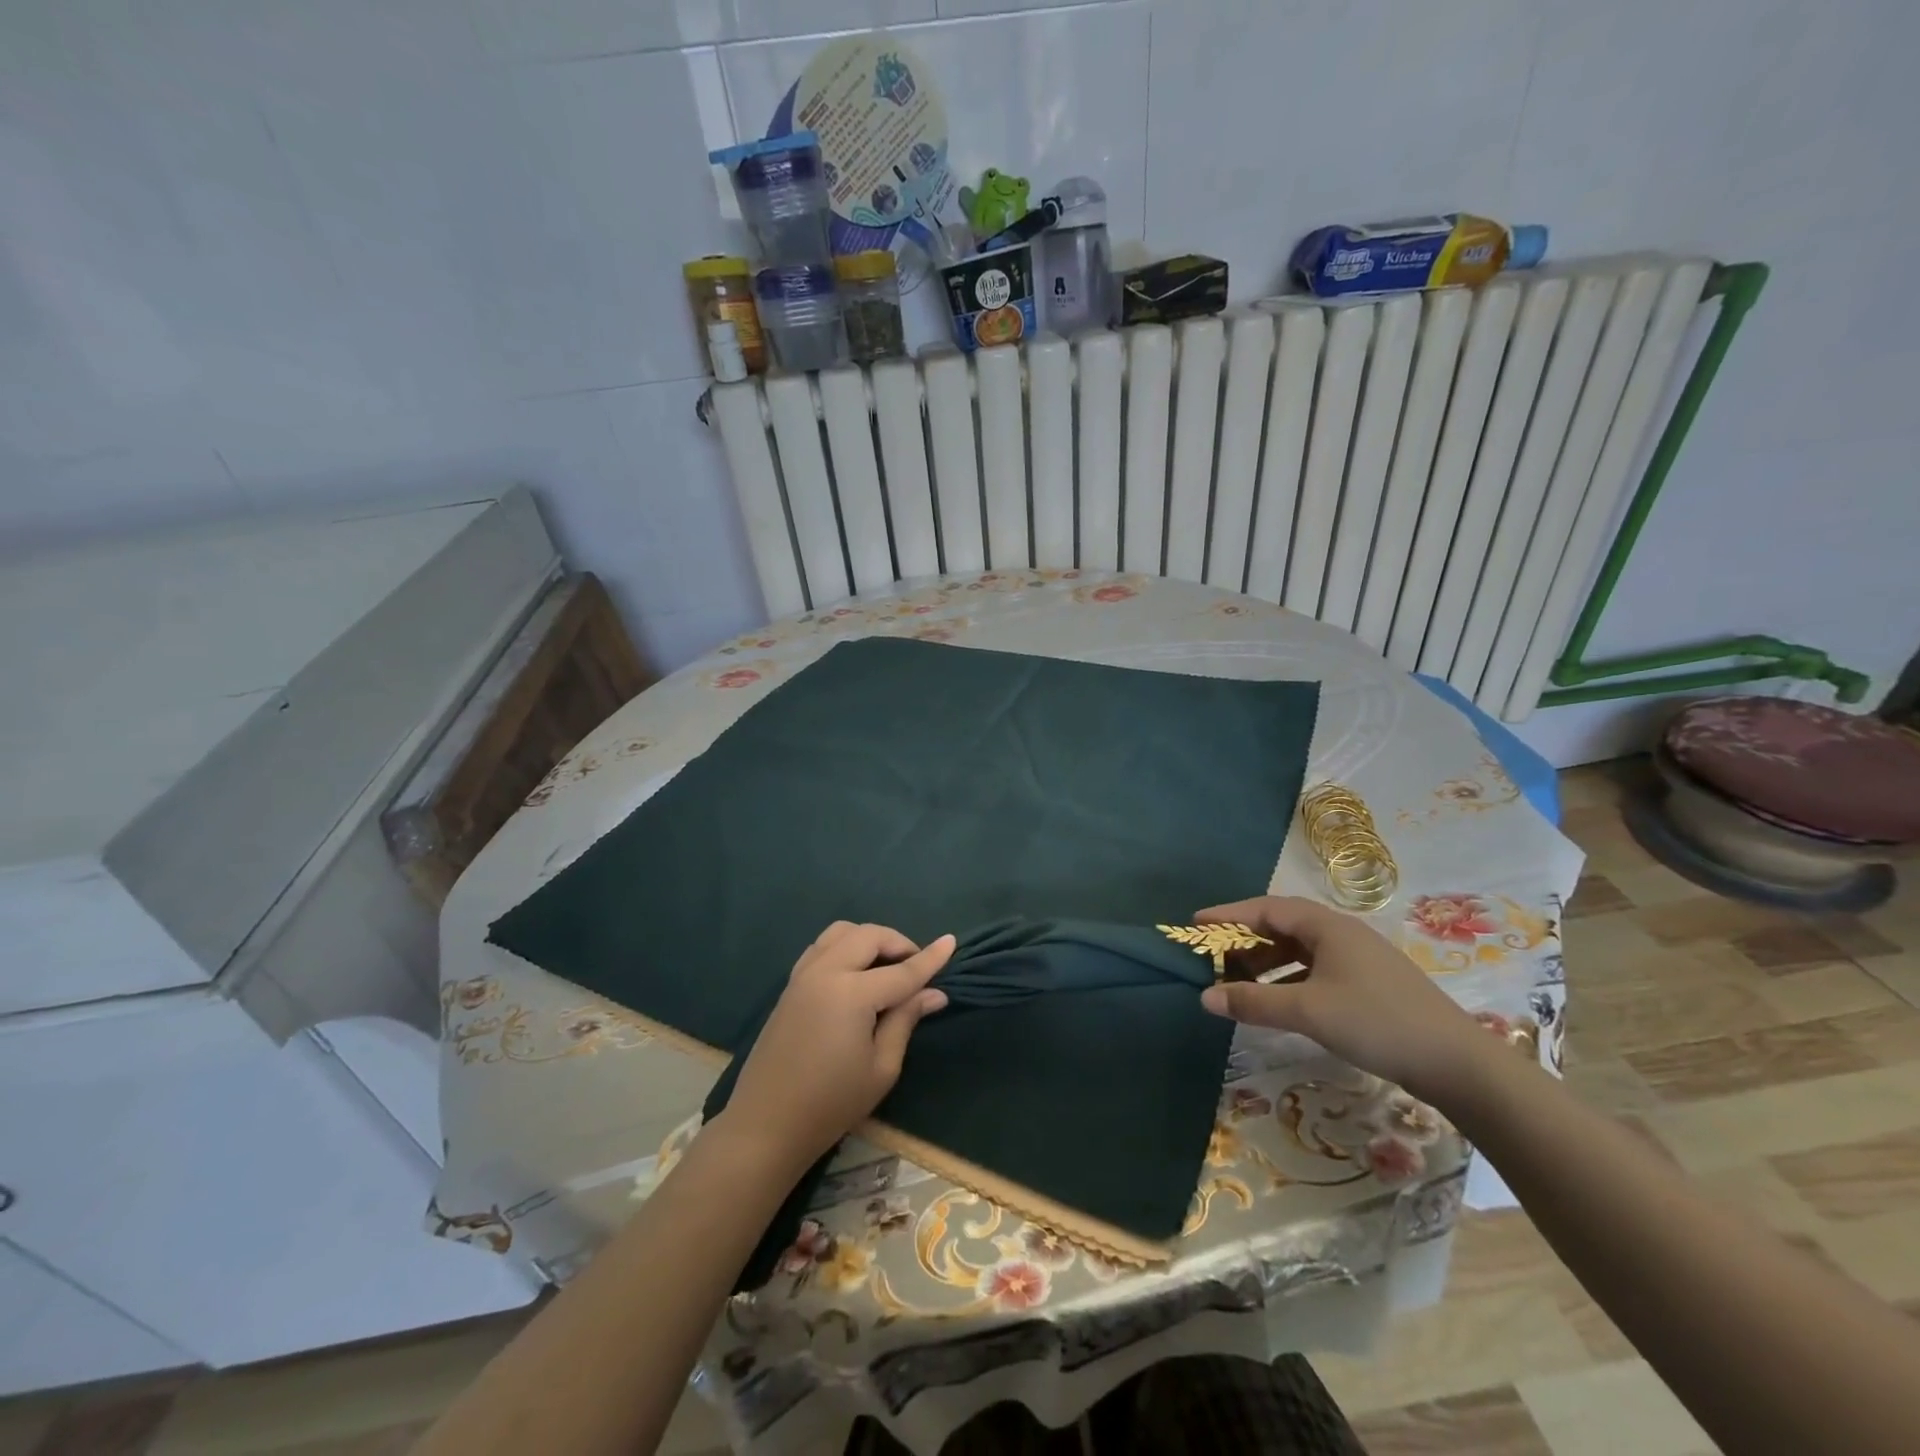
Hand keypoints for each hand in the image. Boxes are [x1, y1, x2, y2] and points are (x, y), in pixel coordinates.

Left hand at [720, 922, 955, 1171]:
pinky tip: (856, 973)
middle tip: (916, 967)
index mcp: (851, 993)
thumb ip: (906, 1020)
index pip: (902, 970)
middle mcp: (826, 972)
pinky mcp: (790, 985)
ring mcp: (803, 975)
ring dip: (869, 939)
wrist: (765, 1125)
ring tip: (886, 966)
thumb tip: (935, 993)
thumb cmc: (831, 1104)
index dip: (931, 958)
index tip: (952, 942)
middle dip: (898, 943)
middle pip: (869, 936)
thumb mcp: (881, 1068)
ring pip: (842, 932)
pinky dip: (845, 946)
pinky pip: (822, 946)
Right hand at [1196, 896, 1486, 1105]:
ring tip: (1238, 982)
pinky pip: (1314, 970)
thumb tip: (1204, 997)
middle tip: (1213, 958)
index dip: (1228, 915)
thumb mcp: (1308, 1010)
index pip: (1265, 909)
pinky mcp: (1368, 985)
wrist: (1458, 1063)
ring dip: (1265, 963)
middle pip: (1281, 926)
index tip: (1195, 924)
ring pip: (1298, 951)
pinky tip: (1277, 1003)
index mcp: (1326, 926)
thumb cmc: (1377, 1022)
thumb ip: (1253, 1002)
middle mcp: (1341, 933)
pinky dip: (1288, 980)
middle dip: (1244, 941)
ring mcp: (1358, 959)